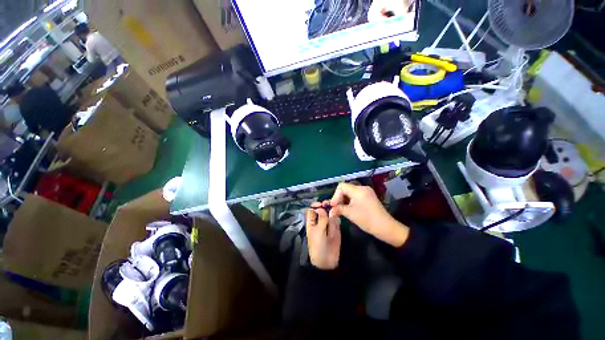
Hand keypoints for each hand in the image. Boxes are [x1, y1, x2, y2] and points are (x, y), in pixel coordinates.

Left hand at [305, 202, 340, 269]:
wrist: (327, 260)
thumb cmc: (318, 245)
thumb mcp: (318, 231)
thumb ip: (321, 219)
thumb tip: (322, 208)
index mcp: (311, 222)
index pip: (312, 210)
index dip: (315, 206)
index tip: (321, 203)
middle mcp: (319, 221)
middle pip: (322, 210)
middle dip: (325, 206)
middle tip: (329, 204)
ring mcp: (328, 224)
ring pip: (330, 214)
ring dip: (332, 211)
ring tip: (335, 208)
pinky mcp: (336, 228)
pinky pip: (336, 220)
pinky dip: (337, 217)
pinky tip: (338, 215)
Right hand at [330, 183, 408, 246]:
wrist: (385, 227)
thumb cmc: (366, 219)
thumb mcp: (350, 214)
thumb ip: (338, 209)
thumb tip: (330, 210)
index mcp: (358, 190)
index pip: (341, 186)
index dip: (335, 195)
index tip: (333, 205)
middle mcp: (362, 188)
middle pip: (346, 188)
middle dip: (339, 197)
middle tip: (336, 207)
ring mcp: (367, 191)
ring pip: (350, 191)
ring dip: (344, 199)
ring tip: (342, 208)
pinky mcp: (369, 196)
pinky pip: (356, 194)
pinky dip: (350, 200)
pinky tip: (349, 207)